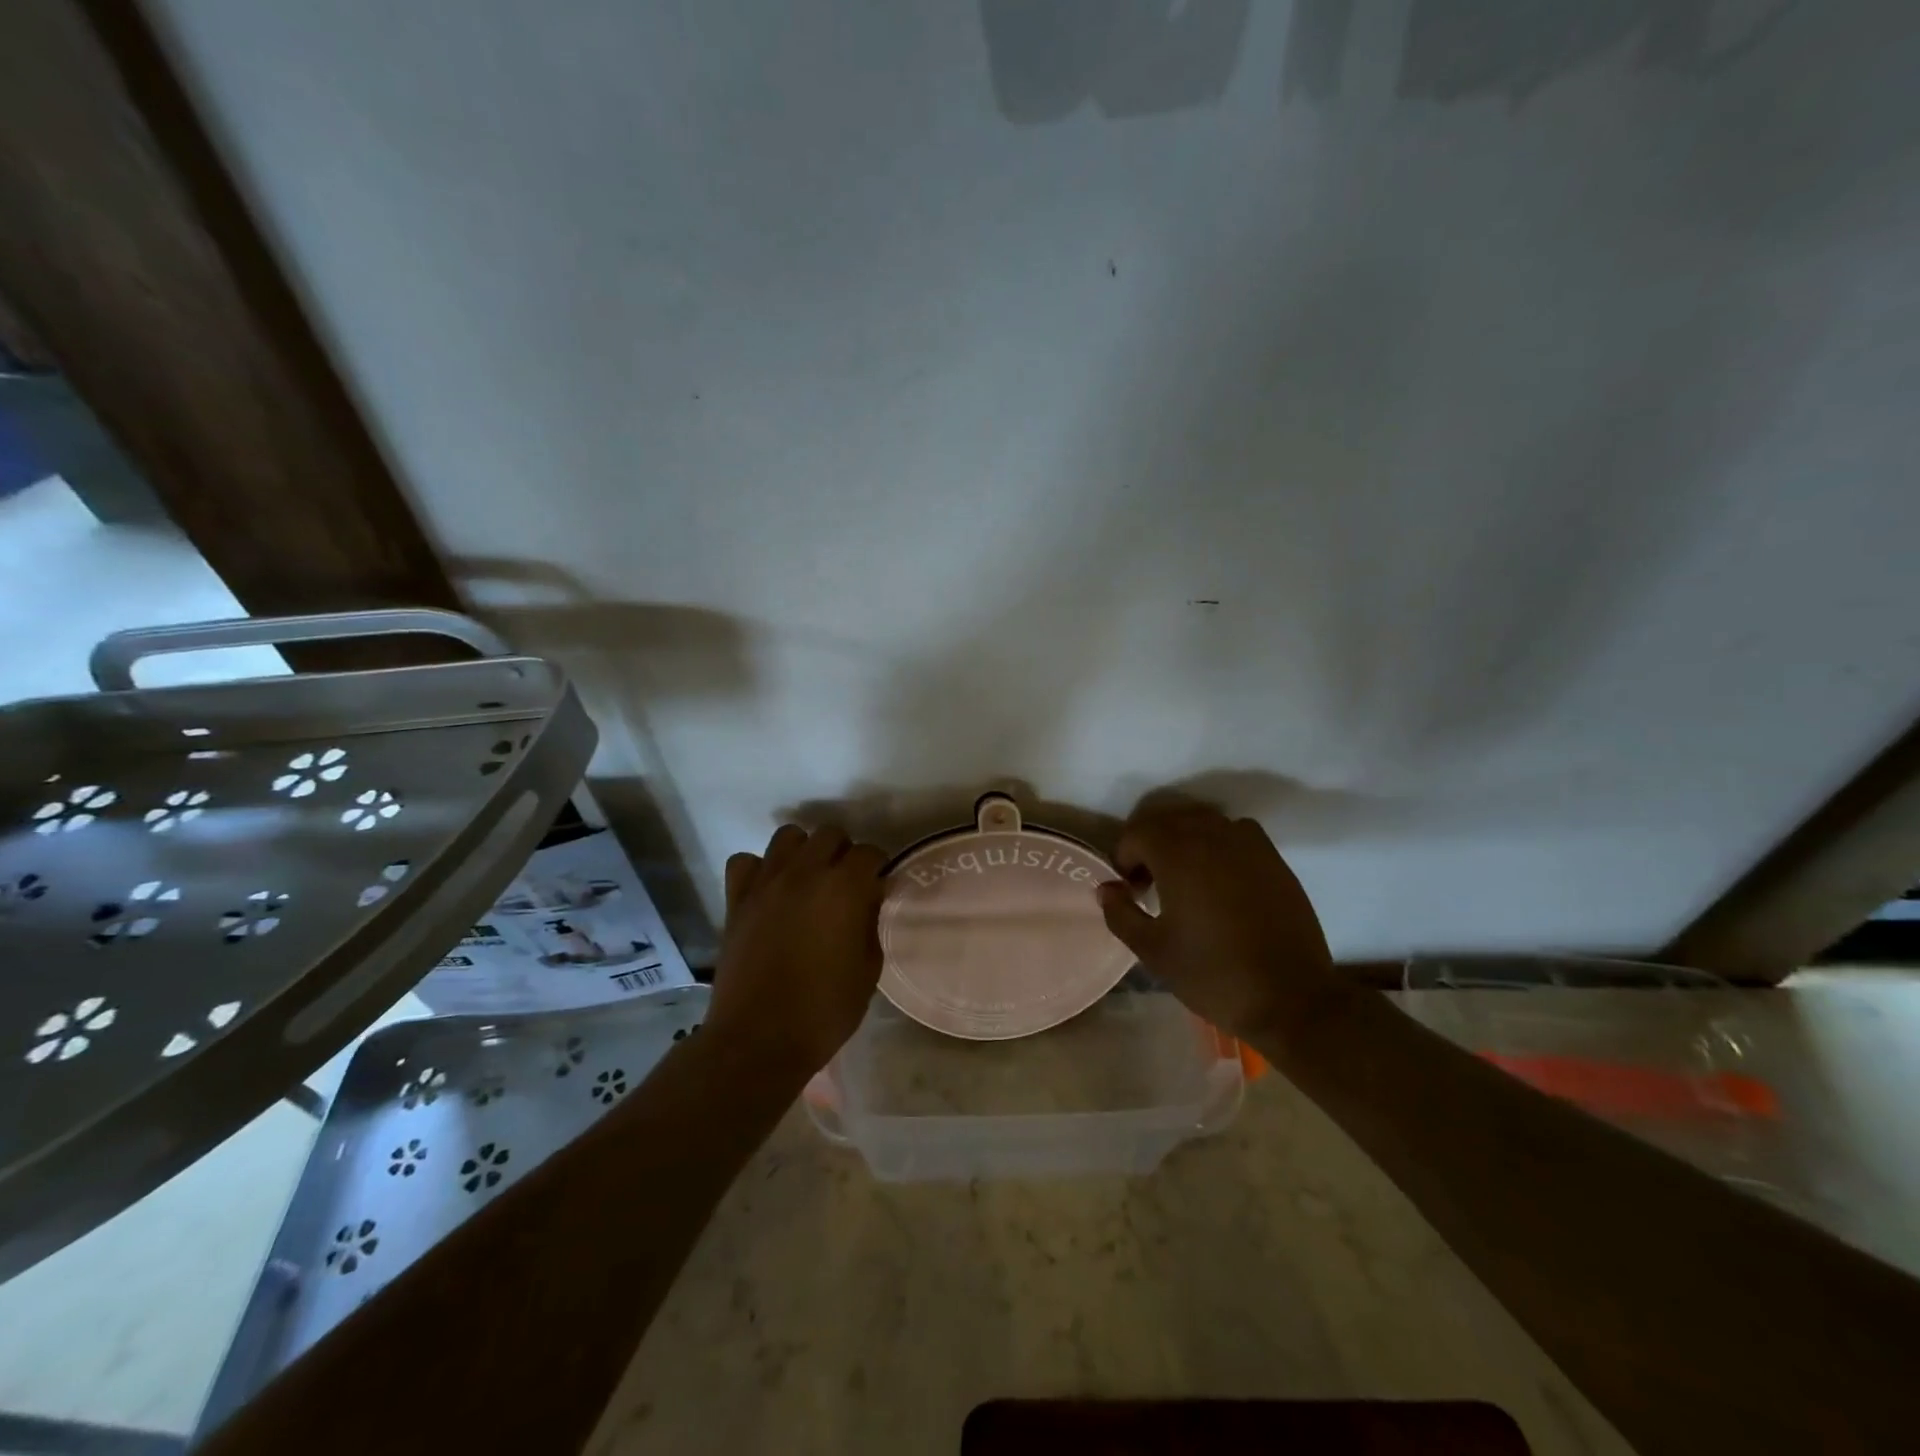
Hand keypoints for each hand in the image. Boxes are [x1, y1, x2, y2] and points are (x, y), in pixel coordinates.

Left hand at [706, 824, 886, 1079]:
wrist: (759, 1040)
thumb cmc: (824, 1010)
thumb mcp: (868, 969)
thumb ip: (870, 923)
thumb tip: (867, 900)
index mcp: (843, 888)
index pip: (869, 853)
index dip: (877, 868)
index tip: (878, 888)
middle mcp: (805, 873)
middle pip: (830, 834)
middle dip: (843, 852)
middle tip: (845, 883)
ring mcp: (766, 882)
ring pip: (787, 836)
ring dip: (803, 851)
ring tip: (808, 879)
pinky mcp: (736, 899)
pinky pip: (746, 861)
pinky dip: (760, 869)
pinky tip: (769, 891)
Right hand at [1096, 803, 1343, 1046]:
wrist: (1290, 998)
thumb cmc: (1213, 974)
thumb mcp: (1153, 951)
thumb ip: (1121, 914)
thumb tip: (1107, 888)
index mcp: (1178, 854)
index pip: (1136, 833)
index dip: (1123, 858)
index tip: (1129, 890)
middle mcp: (1212, 835)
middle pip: (1168, 819)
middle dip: (1150, 844)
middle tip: (1148, 882)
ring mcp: (1248, 844)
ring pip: (1202, 822)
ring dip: (1183, 840)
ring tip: (1183, 878)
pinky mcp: (1274, 858)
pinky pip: (1235, 833)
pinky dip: (1218, 844)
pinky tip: (1219, 879)